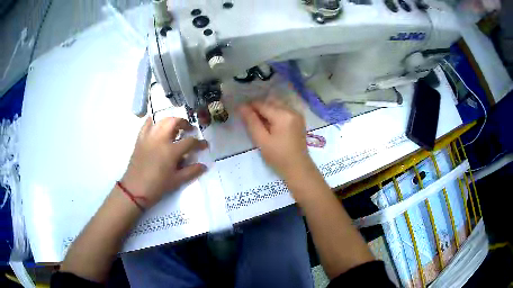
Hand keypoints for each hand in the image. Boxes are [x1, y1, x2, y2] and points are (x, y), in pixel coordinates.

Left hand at [121, 117, 207, 207]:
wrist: (135, 189)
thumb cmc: (157, 186)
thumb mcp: (177, 181)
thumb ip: (191, 171)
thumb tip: (204, 166)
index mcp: (171, 150)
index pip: (189, 141)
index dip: (199, 143)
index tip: (204, 145)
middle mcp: (160, 139)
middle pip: (174, 122)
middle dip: (184, 123)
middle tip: (189, 129)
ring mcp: (149, 137)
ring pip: (161, 121)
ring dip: (171, 121)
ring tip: (175, 128)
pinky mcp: (140, 139)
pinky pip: (147, 124)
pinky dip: (153, 121)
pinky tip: (157, 124)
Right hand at [239, 98, 316, 180]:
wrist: (298, 168)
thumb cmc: (278, 157)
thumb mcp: (261, 140)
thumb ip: (251, 121)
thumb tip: (241, 106)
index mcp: (283, 115)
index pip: (262, 104)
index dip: (249, 107)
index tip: (241, 114)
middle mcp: (291, 110)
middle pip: (270, 102)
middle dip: (259, 108)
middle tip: (250, 121)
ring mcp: (297, 114)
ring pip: (277, 105)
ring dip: (267, 111)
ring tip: (260, 124)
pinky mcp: (299, 120)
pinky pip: (284, 110)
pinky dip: (275, 114)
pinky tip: (271, 126)